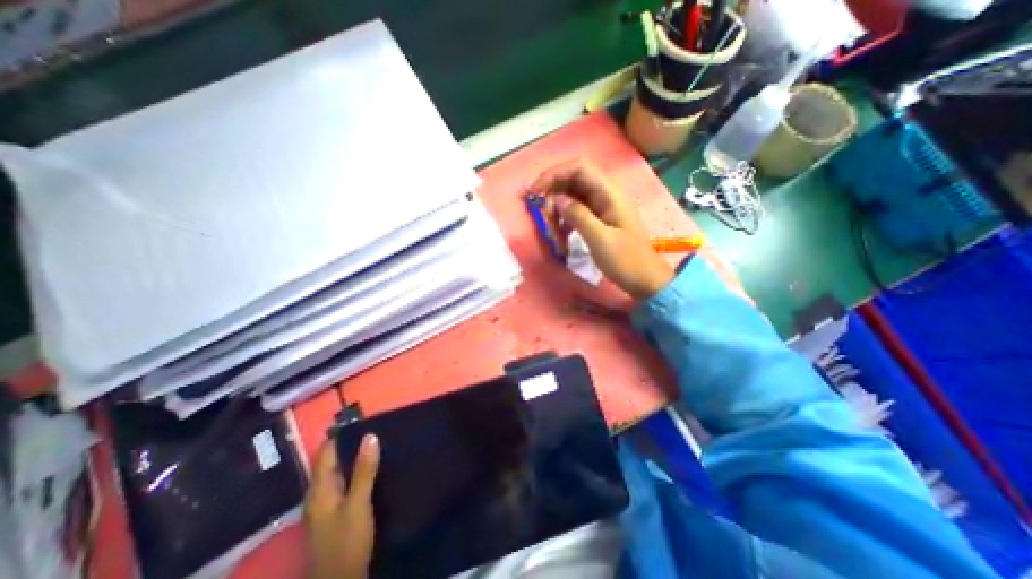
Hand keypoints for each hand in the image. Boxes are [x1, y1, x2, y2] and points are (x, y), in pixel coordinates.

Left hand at [303, 434, 379, 578]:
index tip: (361, 420)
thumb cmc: (347, 542)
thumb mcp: (359, 503)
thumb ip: (364, 470)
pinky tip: (371, 469)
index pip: (325, 453)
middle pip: (330, 461)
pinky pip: (342, 483)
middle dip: (349, 444)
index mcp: (319, 490)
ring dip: (353, 458)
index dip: (340, 435)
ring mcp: (323, 506)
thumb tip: (370, 435)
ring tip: (377, 444)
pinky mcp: (332, 514)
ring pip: (337, 472)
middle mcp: (317, 495)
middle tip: (375, 429)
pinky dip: (354, 472)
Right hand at [532, 160, 678, 300]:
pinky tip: (561, 236)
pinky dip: (564, 220)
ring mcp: (602, 207)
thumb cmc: (626, 261)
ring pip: (572, 197)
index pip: (579, 168)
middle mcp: (605, 195)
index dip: (554, 174)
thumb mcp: (600, 240)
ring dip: (558, 210)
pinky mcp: (599, 219)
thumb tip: (556, 199)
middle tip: (541, 213)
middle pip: (573, 181)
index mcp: (609, 194)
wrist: (644, 279)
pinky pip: (576, 212)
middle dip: (553, 193)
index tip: (536, 191)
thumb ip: (578, 216)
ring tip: (552, 231)